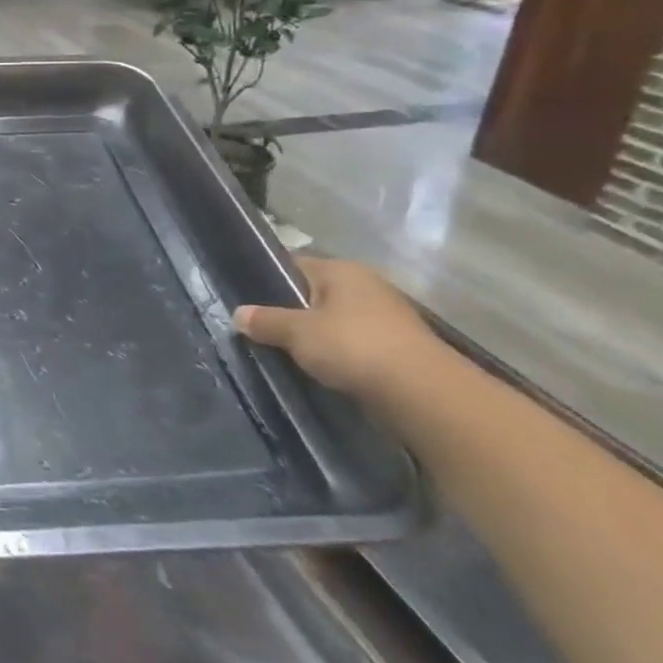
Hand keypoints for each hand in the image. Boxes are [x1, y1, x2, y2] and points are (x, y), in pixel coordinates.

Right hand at [233, 256, 444, 398]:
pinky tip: (323, 372)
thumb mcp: (297, 332)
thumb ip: (265, 321)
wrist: (425, 395)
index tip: (249, 304)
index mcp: (342, 270)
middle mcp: (367, 286)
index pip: (293, 266)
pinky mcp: (399, 350)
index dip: (268, 282)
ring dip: (317, 338)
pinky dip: (340, 357)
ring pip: (336, 323)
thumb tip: (238, 314)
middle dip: (292, 314)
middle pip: (315, 295)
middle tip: (263, 333)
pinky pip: (355, 346)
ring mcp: (387, 318)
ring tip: (290, 355)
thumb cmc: (354, 347)